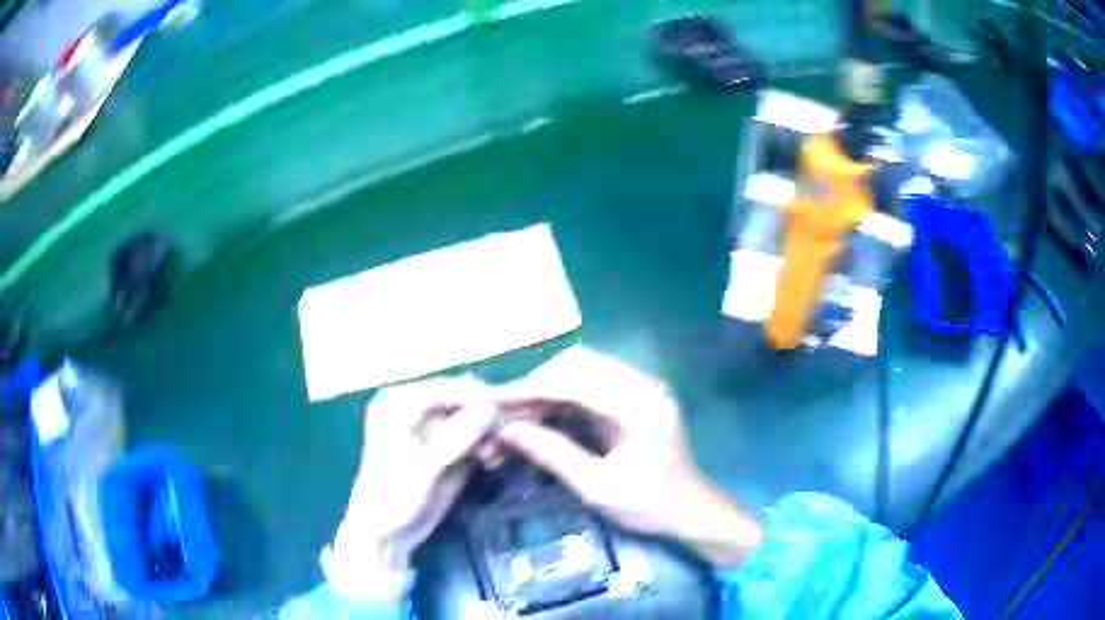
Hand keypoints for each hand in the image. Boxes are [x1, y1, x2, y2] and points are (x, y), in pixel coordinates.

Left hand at [326, 376, 496, 596]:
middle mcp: (416, 407)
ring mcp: (432, 426)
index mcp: (400, 403)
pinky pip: (474, 435)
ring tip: (494, 458)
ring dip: (490, 433)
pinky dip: (486, 445)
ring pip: (473, 417)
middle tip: (505, 442)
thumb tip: (489, 410)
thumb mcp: (423, 470)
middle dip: (488, 418)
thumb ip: (454, 439)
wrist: (386, 534)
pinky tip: (492, 462)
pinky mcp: (445, 446)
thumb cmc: (394, 499)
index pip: (449, 388)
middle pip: (464, 400)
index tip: (511, 415)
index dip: (480, 399)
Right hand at [494, 347, 763, 566]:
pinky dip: (562, 394)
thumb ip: (554, 455)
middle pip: (579, 363)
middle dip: (537, 384)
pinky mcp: (634, 395)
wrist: (691, 510)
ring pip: (582, 368)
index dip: (531, 389)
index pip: (576, 381)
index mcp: (641, 405)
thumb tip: (508, 431)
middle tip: (505, 411)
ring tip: (518, 414)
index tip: (495, 400)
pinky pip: (590, 382)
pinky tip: (542, 414)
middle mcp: (643, 384)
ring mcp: (640, 386)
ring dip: (547, 387)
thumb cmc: (650, 505)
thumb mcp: (598, 488)